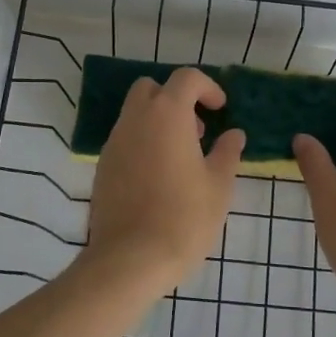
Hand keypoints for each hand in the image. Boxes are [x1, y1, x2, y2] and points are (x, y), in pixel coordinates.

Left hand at [80, 67, 244, 293]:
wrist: (131, 258)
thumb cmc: (184, 217)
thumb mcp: (219, 185)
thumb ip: (227, 152)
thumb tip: (233, 135)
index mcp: (167, 114)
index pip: (186, 78)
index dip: (207, 87)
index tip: (220, 109)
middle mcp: (135, 119)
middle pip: (151, 88)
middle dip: (175, 99)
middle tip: (197, 130)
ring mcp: (114, 142)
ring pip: (135, 114)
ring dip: (158, 122)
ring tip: (181, 158)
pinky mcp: (102, 167)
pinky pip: (124, 140)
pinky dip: (143, 144)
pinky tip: (159, 178)